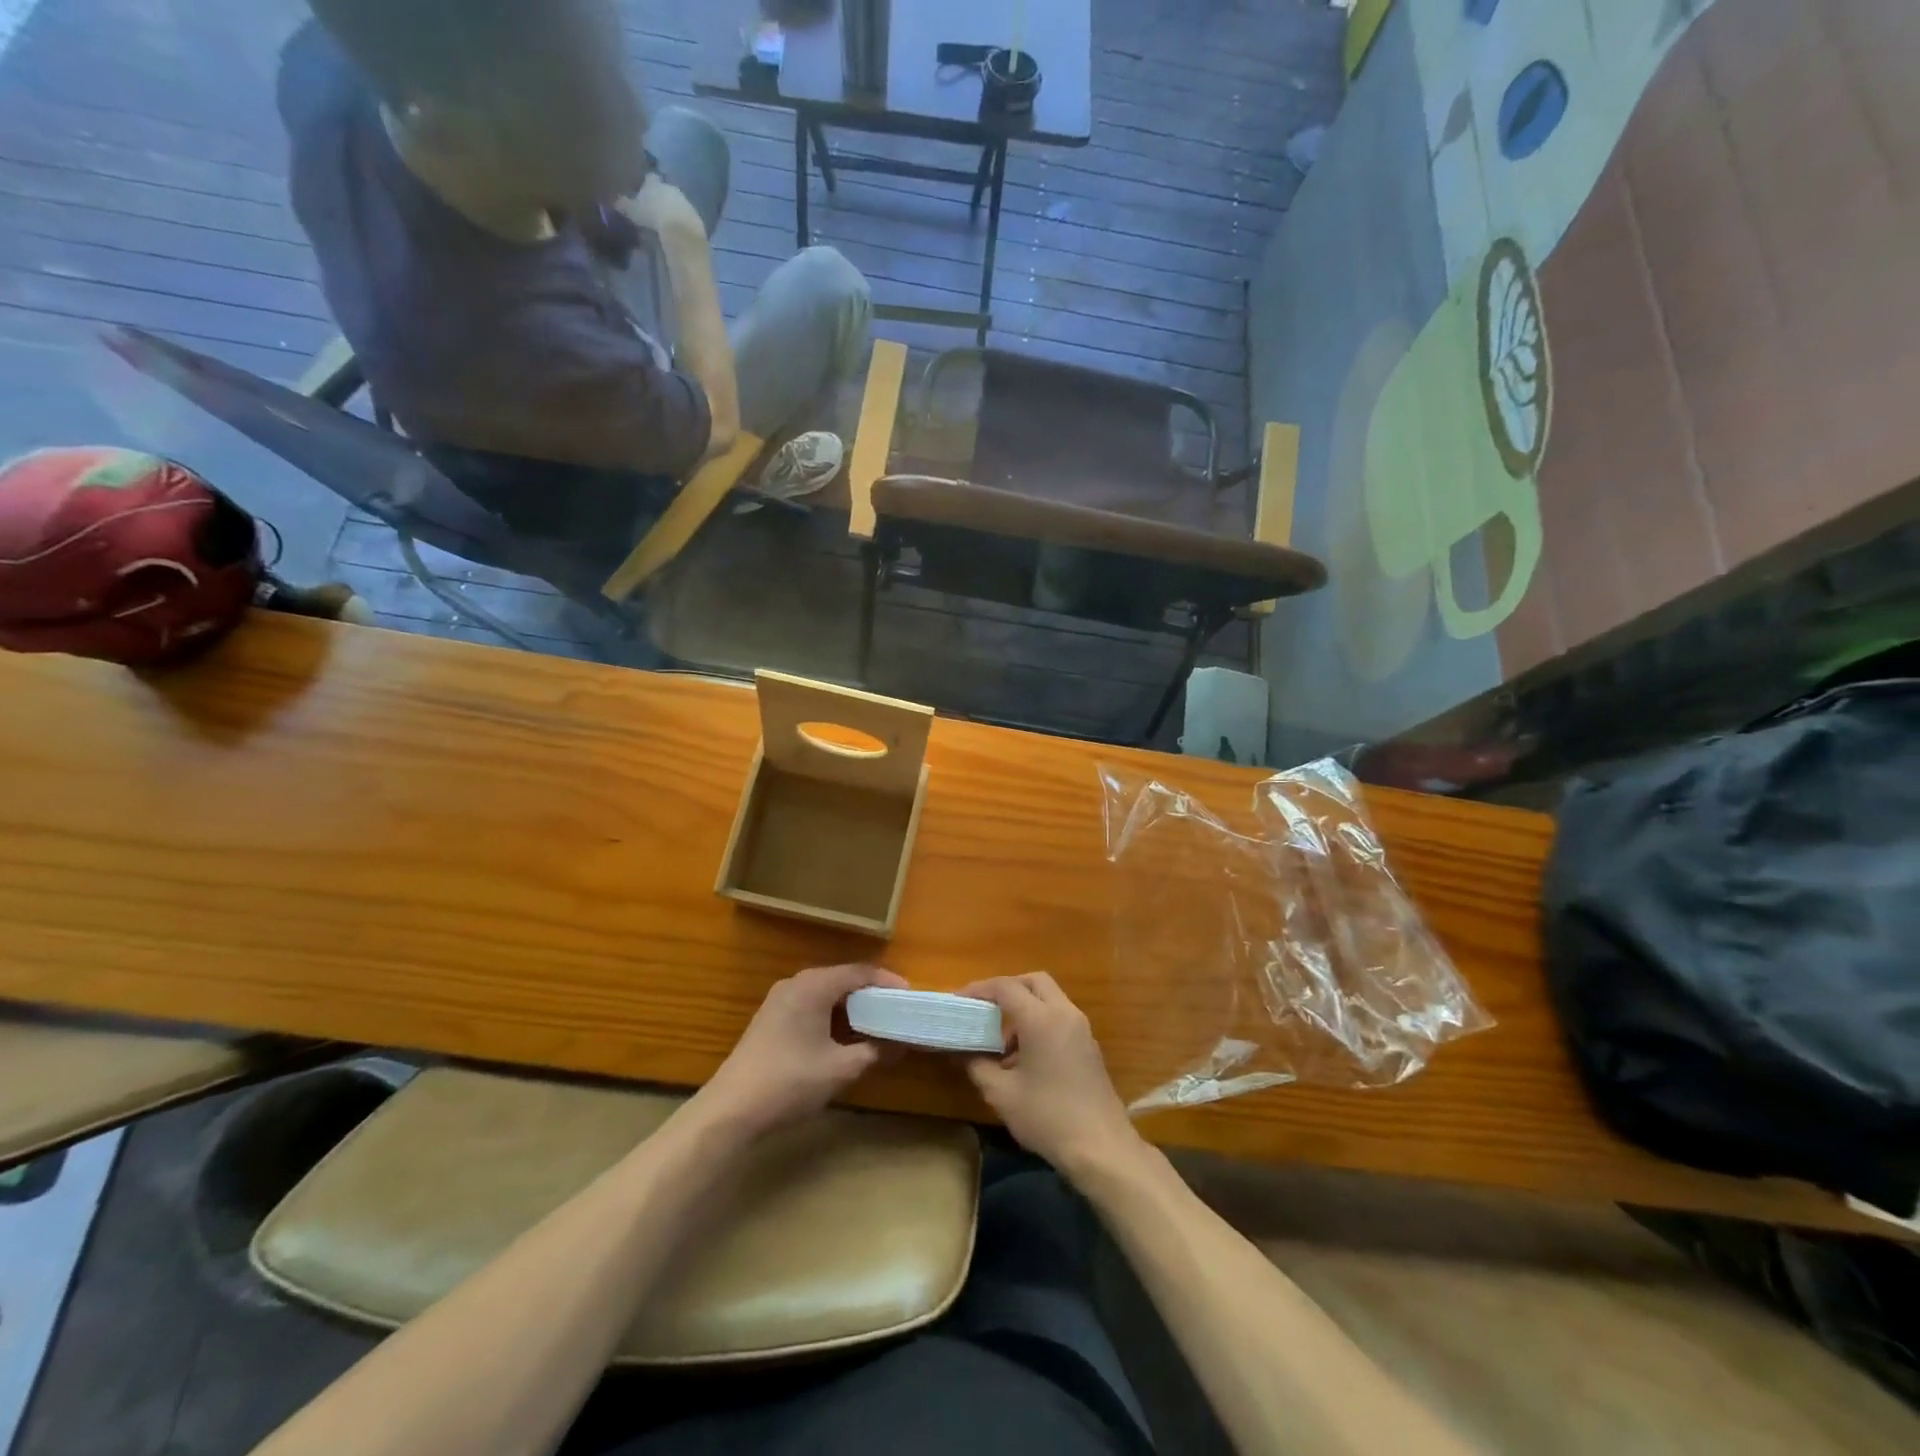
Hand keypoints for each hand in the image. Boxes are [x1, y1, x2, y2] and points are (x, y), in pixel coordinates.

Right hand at [617, 174, 706, 242]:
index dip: (645, 184)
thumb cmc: (652, 216)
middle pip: (665, 190)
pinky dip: (682, 225)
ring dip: (672, 212)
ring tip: (666, 224)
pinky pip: (687, 220)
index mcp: (655, 182)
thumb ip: (623, 204)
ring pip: (677, 204)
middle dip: (660, 198)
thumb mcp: (632, 210)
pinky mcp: (697, 220)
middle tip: (654, 210)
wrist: (681, 232)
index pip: (648, 177)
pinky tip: (678, 234)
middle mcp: (672, 188)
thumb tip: (614, 201)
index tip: (641, 192)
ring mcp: (686, 203)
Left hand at [691, 964, 904, 1140]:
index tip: (911, 997)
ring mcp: (780, 1000)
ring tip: (878, 1024)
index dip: (888, 982)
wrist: (731, 1110)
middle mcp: (796, 983)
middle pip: (843, 979)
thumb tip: (900, 1044)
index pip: (860, 972)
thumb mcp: (841, 1069)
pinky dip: (833, 1015)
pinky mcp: (771, 1019)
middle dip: (872, 994)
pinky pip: (811, 1005)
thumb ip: (875, 1052)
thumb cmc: (790, 1081)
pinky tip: (844, 1036)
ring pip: (826, 993)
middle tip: (898, 1011)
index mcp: (814, 985)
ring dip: (852, 1007)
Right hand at [961, 973, 1144, 1180]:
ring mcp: (1081, 1029)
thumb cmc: (1047, 1117)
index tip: (958, 1000)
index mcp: (1041, 1019)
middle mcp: (1065, 1014)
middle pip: (1034, 982)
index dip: (979, 989)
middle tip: (984, 1008)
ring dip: (1024, 1008)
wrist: (1102, 1149)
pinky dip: (1040, 1023)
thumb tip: (964, 1052)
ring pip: (1049, 999)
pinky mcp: (1089, 1047)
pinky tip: (1024, 1058)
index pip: (1006, 987)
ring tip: (1001, 1042)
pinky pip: (1060, 1019)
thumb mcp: (1002, 1094)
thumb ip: (977, 1066)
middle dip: (1007, 988)